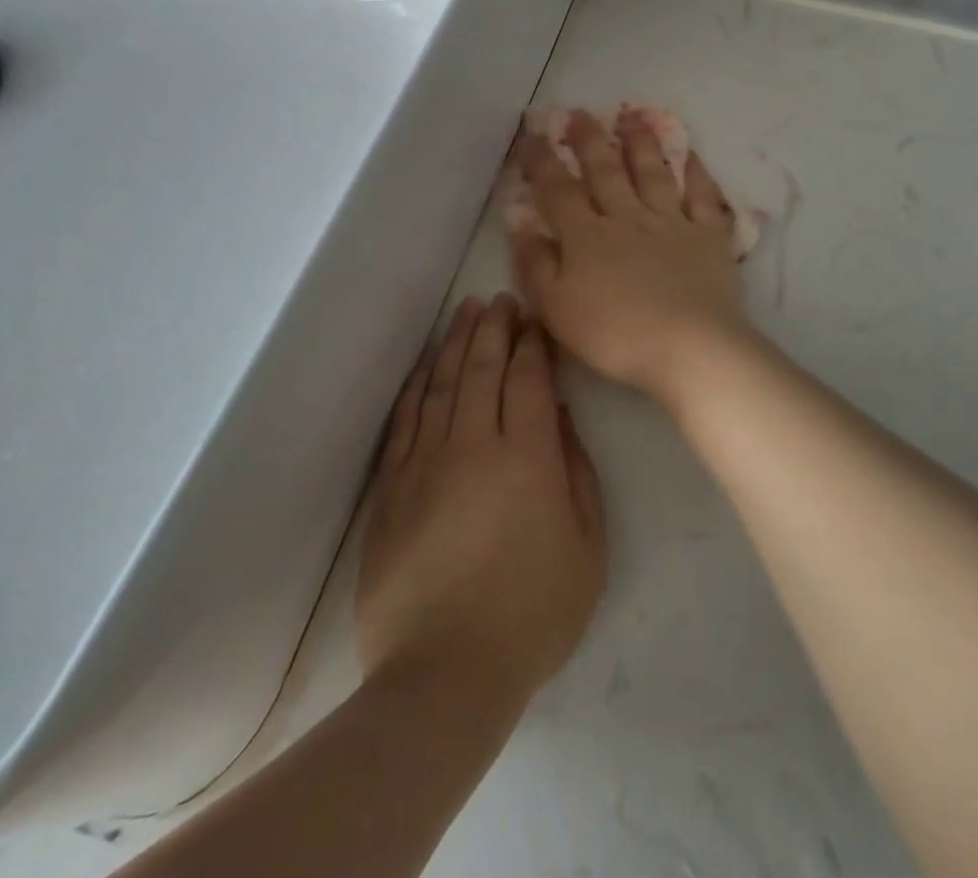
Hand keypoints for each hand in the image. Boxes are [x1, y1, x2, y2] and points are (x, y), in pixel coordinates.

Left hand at [355, 295, 605, 703]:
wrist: (443, 677)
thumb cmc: (532, 613)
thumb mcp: (587, 546)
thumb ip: (578, 472)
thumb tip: (560, 417)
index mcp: (527, 457)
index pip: (529, 378)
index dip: (533, 343)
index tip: (535, 319)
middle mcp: (473, 446)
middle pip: (482, 369)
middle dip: (494, 328)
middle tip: (501, 300)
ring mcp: (425, 465)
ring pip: (440, 385)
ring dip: (455, 344)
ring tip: (466, 312)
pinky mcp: (390, 491)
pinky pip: (404, 422)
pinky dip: (416, 387)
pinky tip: (424, 367)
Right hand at [510, 108, 752, 405]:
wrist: (689, 347)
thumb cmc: (616, 335)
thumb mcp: (557, 309)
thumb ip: (536, 266)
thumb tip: (521, 227)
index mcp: (588, 237)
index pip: (559, 191)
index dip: (543, 161)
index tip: (533, 135)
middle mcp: (629, 218)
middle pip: (606, 171)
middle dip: (590, 140)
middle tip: (581, 114)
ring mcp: (673, 223)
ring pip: (654, 174)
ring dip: (642, 144)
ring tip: (634, 117)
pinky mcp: (709, 237)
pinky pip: (705, 198)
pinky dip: (700, 175)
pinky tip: (694, 157)